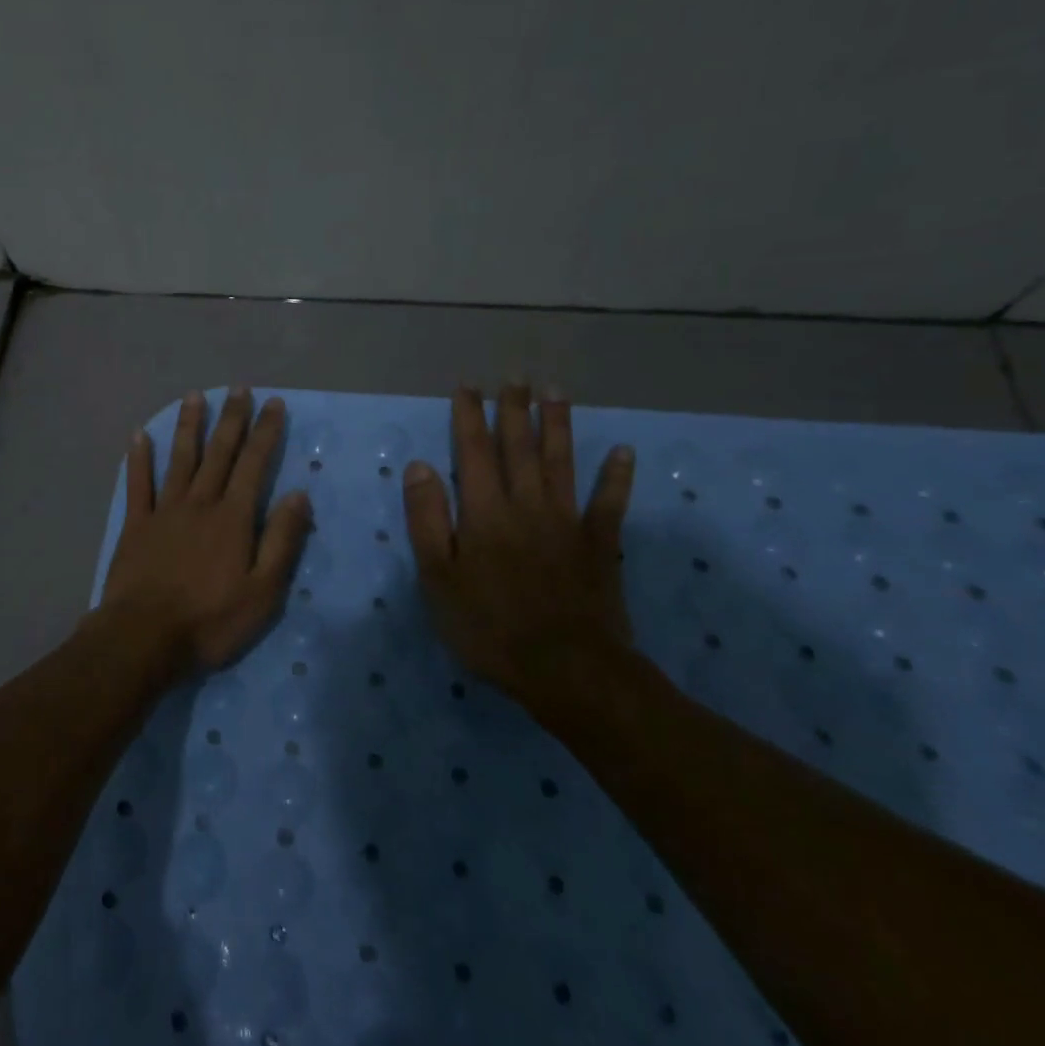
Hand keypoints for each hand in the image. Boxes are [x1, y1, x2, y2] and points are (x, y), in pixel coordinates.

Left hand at [99, 388, 312, 679]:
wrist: (144, 637)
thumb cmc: (210, 620)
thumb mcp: (263, 591)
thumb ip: (281, 541)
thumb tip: (299, 495)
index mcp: (233, 518)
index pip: (254, 465)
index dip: (265, 432)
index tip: (274, 404)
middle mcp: (199, 503)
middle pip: (219, 453)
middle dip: (232, 419)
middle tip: (239, 388)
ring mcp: (164, 511)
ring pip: (180, 459)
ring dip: (189, 426)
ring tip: (195, 396)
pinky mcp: (136, 525)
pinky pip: (138, 483)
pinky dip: (139, 458)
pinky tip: (139, 435)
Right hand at [402, 382, 636, 713]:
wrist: (566, 668)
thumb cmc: (488, 626)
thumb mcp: (437, 578)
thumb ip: (427, 519)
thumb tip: (420, 466)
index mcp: (484, 512)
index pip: (473, 452)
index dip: (469, 417)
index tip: (467, 386)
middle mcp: (526, 504)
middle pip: (519, 448)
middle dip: (513, 410)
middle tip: (514, 377)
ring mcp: (567, 522)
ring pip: (562, 462)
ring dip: (558, 425)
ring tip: (555, 392)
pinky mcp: (599, 545)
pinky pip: (610, 503)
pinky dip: (617, 476)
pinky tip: (624, 451)